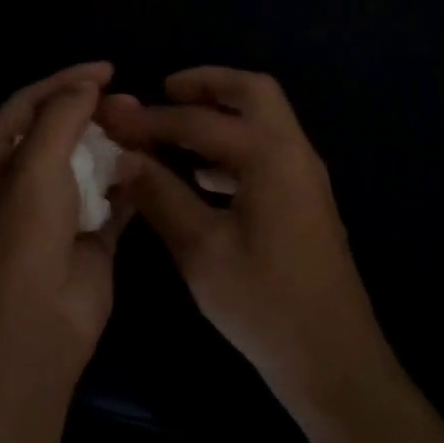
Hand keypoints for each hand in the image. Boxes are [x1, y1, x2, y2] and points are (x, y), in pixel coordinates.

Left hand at [0, 61, 126, 375]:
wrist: (36, 321)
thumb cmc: (24, 232)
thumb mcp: (35, 162)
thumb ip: (62, 115)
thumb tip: (87, 84)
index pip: (27, 105)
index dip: (64, 81)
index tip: (107, 69)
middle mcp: (19, 183)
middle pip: (59, 132)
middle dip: (92, 113)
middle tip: (129, 101)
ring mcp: (55, 211)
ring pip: (88, 164)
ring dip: (113, 146)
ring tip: (143, 128)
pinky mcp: (88, 236)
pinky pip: (111, 199)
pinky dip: (128, 182)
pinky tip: (148, 165)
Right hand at [97, 67, 384, 401]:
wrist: (331, 357)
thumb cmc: (263, 303)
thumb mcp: (201, 249)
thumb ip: (160, 195)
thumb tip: (122, 158)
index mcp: (269, 156)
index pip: (199, 121)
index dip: (150, 119)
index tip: (112, 118)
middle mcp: (294, 153)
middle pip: (252, 92)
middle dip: (205, 85)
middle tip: (162, 92)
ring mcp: (305, 176)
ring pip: (264, 120)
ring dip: (221, 113)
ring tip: (174, 127)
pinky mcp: (305, 201)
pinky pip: (267, 150)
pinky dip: (233, 145)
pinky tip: (201, 174)